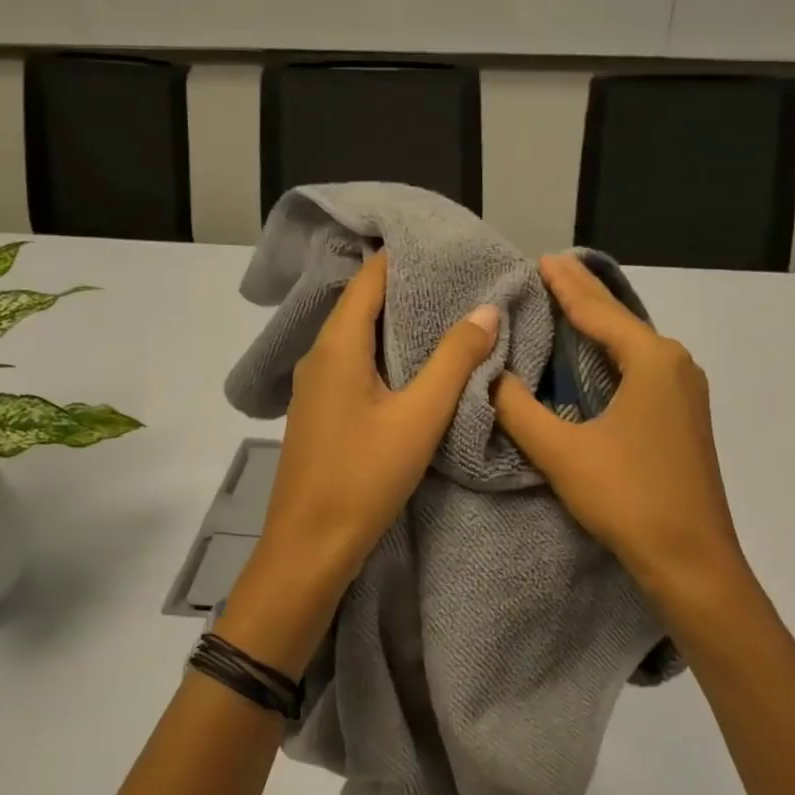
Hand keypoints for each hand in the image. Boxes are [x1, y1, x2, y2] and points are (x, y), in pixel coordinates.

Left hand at [218, 251, 499, 673]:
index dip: (406, 257)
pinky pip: (355, 367)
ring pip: (359, 339)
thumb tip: (485, 308)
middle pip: (363, 305)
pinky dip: (386, 357)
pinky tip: (416, 370)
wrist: (309, 546)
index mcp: (337, 346)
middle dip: (409, 290)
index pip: (370, 278)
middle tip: (460, 283)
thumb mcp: (419, 418)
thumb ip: (454, 361)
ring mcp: (315, 387)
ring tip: (448, 319)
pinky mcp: (321, 413)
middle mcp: (319, 357)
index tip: (448, 248)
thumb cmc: (363, 477)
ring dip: (399, 326)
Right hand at [492, 254, 752, 614]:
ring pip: (633, 347)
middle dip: (584, 296)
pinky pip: (641, 371)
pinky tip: (596, 361)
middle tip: (550, 270)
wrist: (691, 559)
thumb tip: (489, 375)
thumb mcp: (562, 452)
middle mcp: (675, 364)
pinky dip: (612, 357)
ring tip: (566, 307)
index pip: (598, 311)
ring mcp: (685, 393)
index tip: (541, 258)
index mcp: (651, 360)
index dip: (565, 285)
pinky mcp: (683, 419)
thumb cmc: (628, 497)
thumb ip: (519, 409)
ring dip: (599, 327)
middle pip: (620, 322)